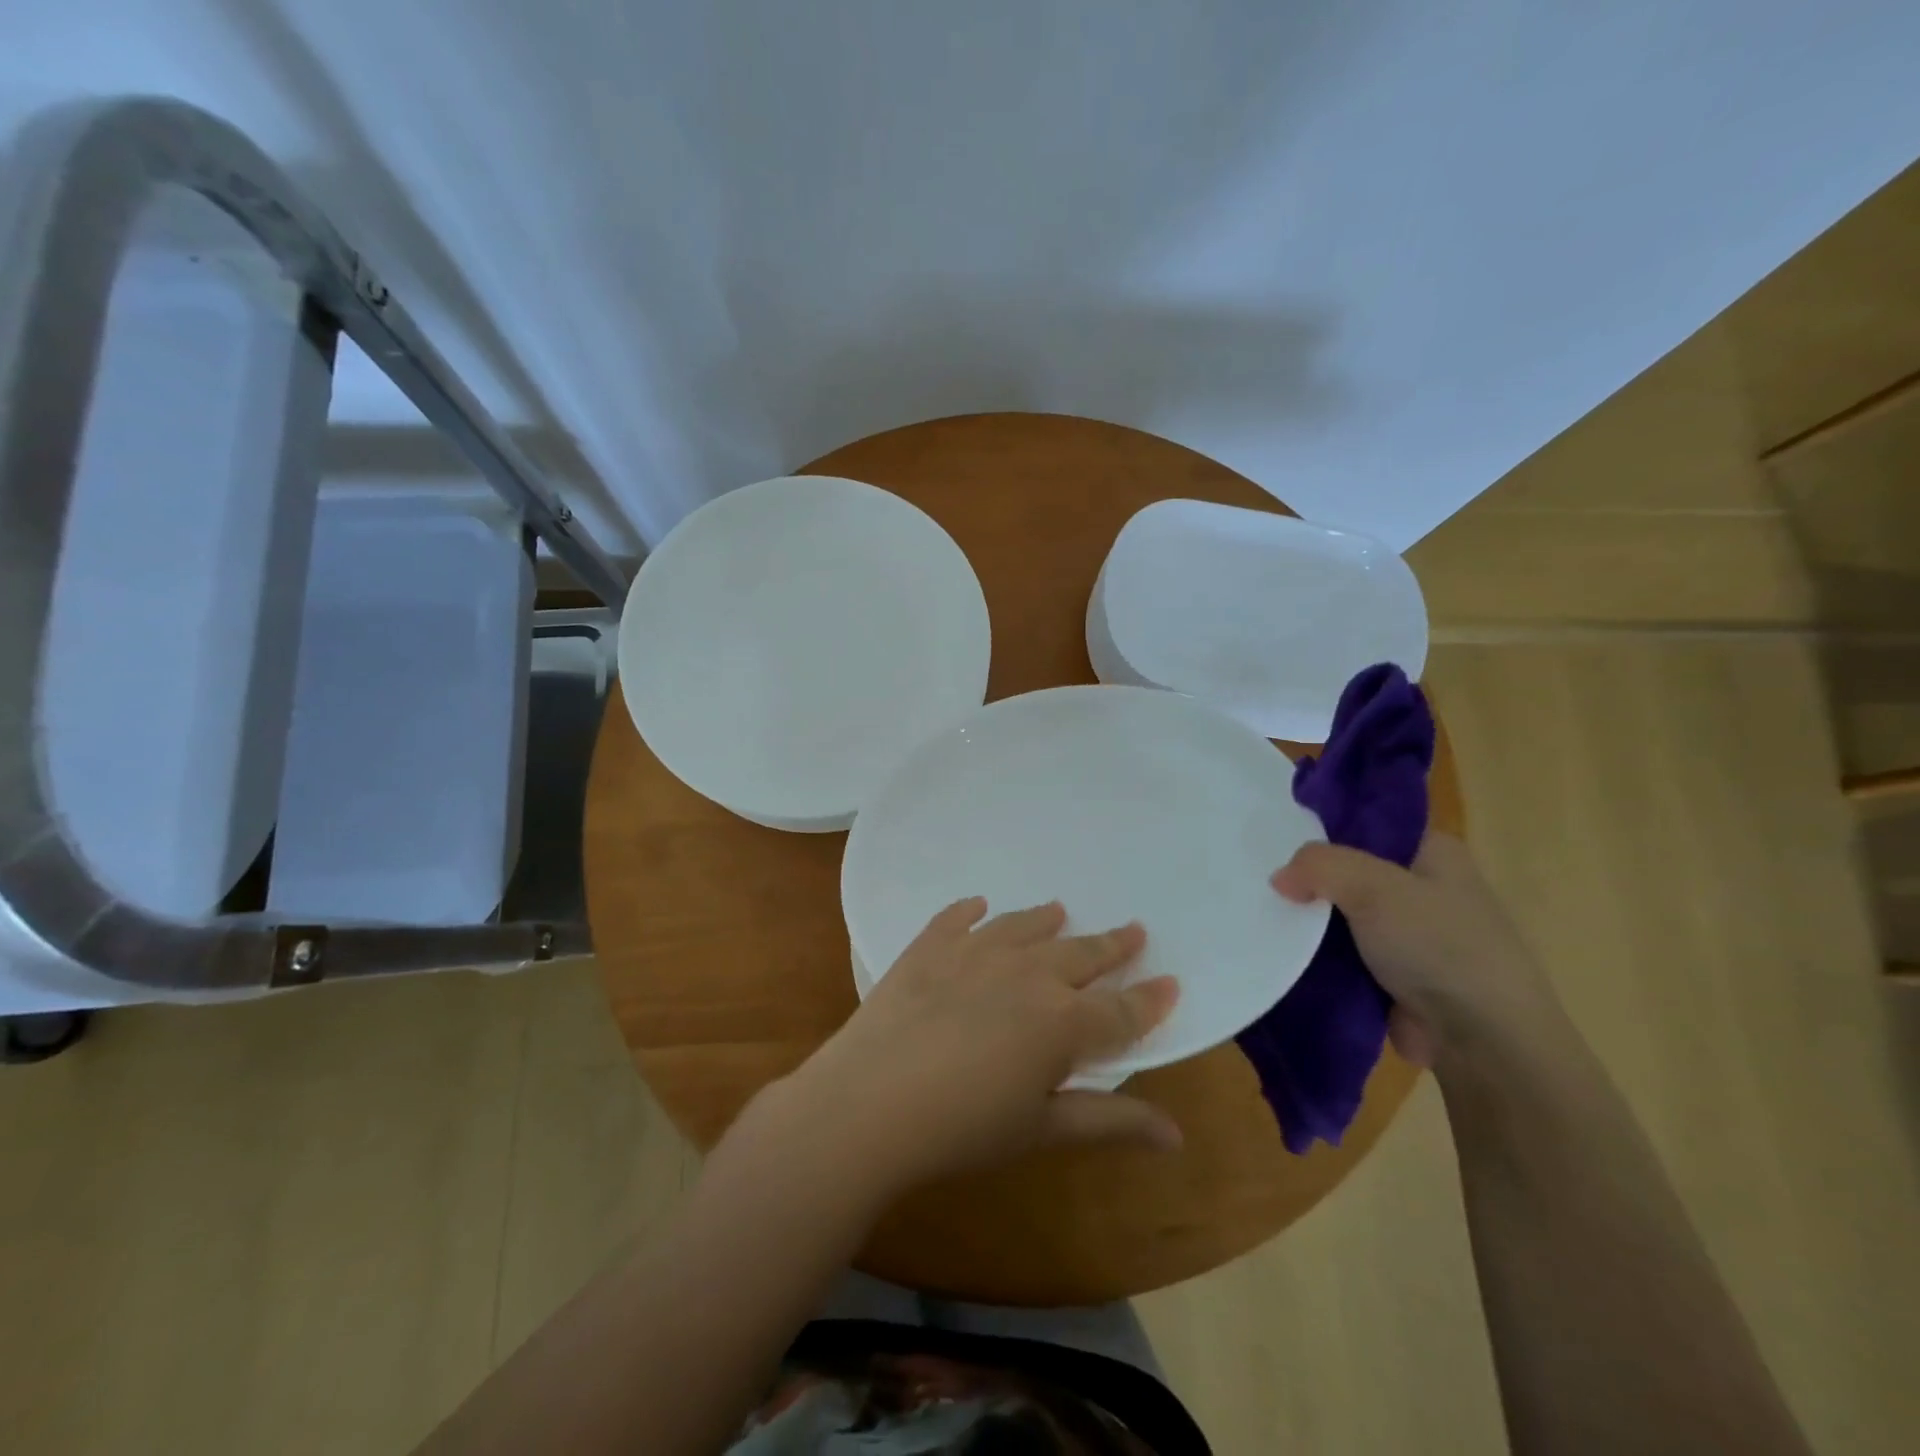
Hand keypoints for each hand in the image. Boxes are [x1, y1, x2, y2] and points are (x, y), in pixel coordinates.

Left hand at [769, 899, 1182, 1201]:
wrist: (871, 1102)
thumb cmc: (964, 1128)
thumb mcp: (1042, 1130)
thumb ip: (1111, 1123)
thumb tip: (1177, 1134)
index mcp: (1063, 1022)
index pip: (1121, 1010)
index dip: (1149, 999)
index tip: (1171, 981)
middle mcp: (1027, 974)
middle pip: (1080, 955)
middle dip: (1111, 945)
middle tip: (1132, 929)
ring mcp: (975, 953)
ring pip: (1023, 927)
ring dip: (1045, 920)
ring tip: (1059, 909)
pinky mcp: (928, 948)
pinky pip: (955, 919)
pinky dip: (969, 910)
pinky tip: (976, 905)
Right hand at [1272, 833, 1565, 1070]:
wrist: (1482, 1041)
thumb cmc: (1439, 946)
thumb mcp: (1374, 887)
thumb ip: (1319, 866)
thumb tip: (1280, 879)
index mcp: (1432, 851)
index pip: (1364, 823)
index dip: (1319, 828)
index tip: (1274, 838)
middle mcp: (1422, 887)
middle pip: (1346, 869)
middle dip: (1308, 877)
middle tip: (1260, 878)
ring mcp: (1408, 933)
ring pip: (1340, 913)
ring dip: (1309, 920)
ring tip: (1262, 913)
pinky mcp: (1392, 973)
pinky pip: (1341, 952)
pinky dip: (1316, 953)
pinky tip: (1283, 949)